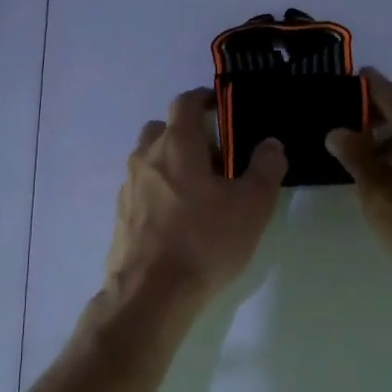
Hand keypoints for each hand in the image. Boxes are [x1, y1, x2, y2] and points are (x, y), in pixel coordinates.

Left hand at [104, 88, 286, 307]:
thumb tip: (270, 144)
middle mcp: (146, 158)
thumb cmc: (205, 241)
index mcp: (176, 145)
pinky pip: (142, 189)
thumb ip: (265, 168)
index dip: (204, 99)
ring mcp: (128, 187)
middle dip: (187, 134)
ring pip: (149, 160)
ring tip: (200, 191)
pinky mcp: (121, 215)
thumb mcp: (251, 206)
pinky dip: (159, 190)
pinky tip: (179, 219)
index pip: (185, 103)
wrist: (151, 293)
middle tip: (216, 157)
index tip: (221, 108)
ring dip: (171, 163)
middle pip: (162, 129)